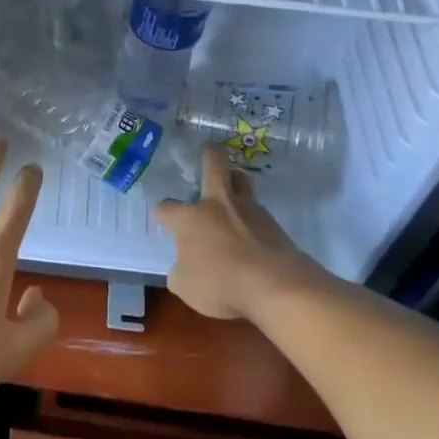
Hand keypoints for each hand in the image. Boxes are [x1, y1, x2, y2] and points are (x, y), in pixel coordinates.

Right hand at [155, 145, 319, 320]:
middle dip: (209, 153)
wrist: (274, 286)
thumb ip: (179, 272)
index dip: (163, 214)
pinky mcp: (274, 223)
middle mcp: (217, 204)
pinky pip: (259, 211)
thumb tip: (182, 267)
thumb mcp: (185, 287)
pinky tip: (253, 233)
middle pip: (214, 162)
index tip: (164, 220)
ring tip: (232, 191)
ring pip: (242, 179)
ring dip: (236, 181)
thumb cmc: (220, 284)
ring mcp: (249, 210)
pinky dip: (253, 217)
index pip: (167, 208)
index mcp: (189, 219)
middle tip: (207, 152)